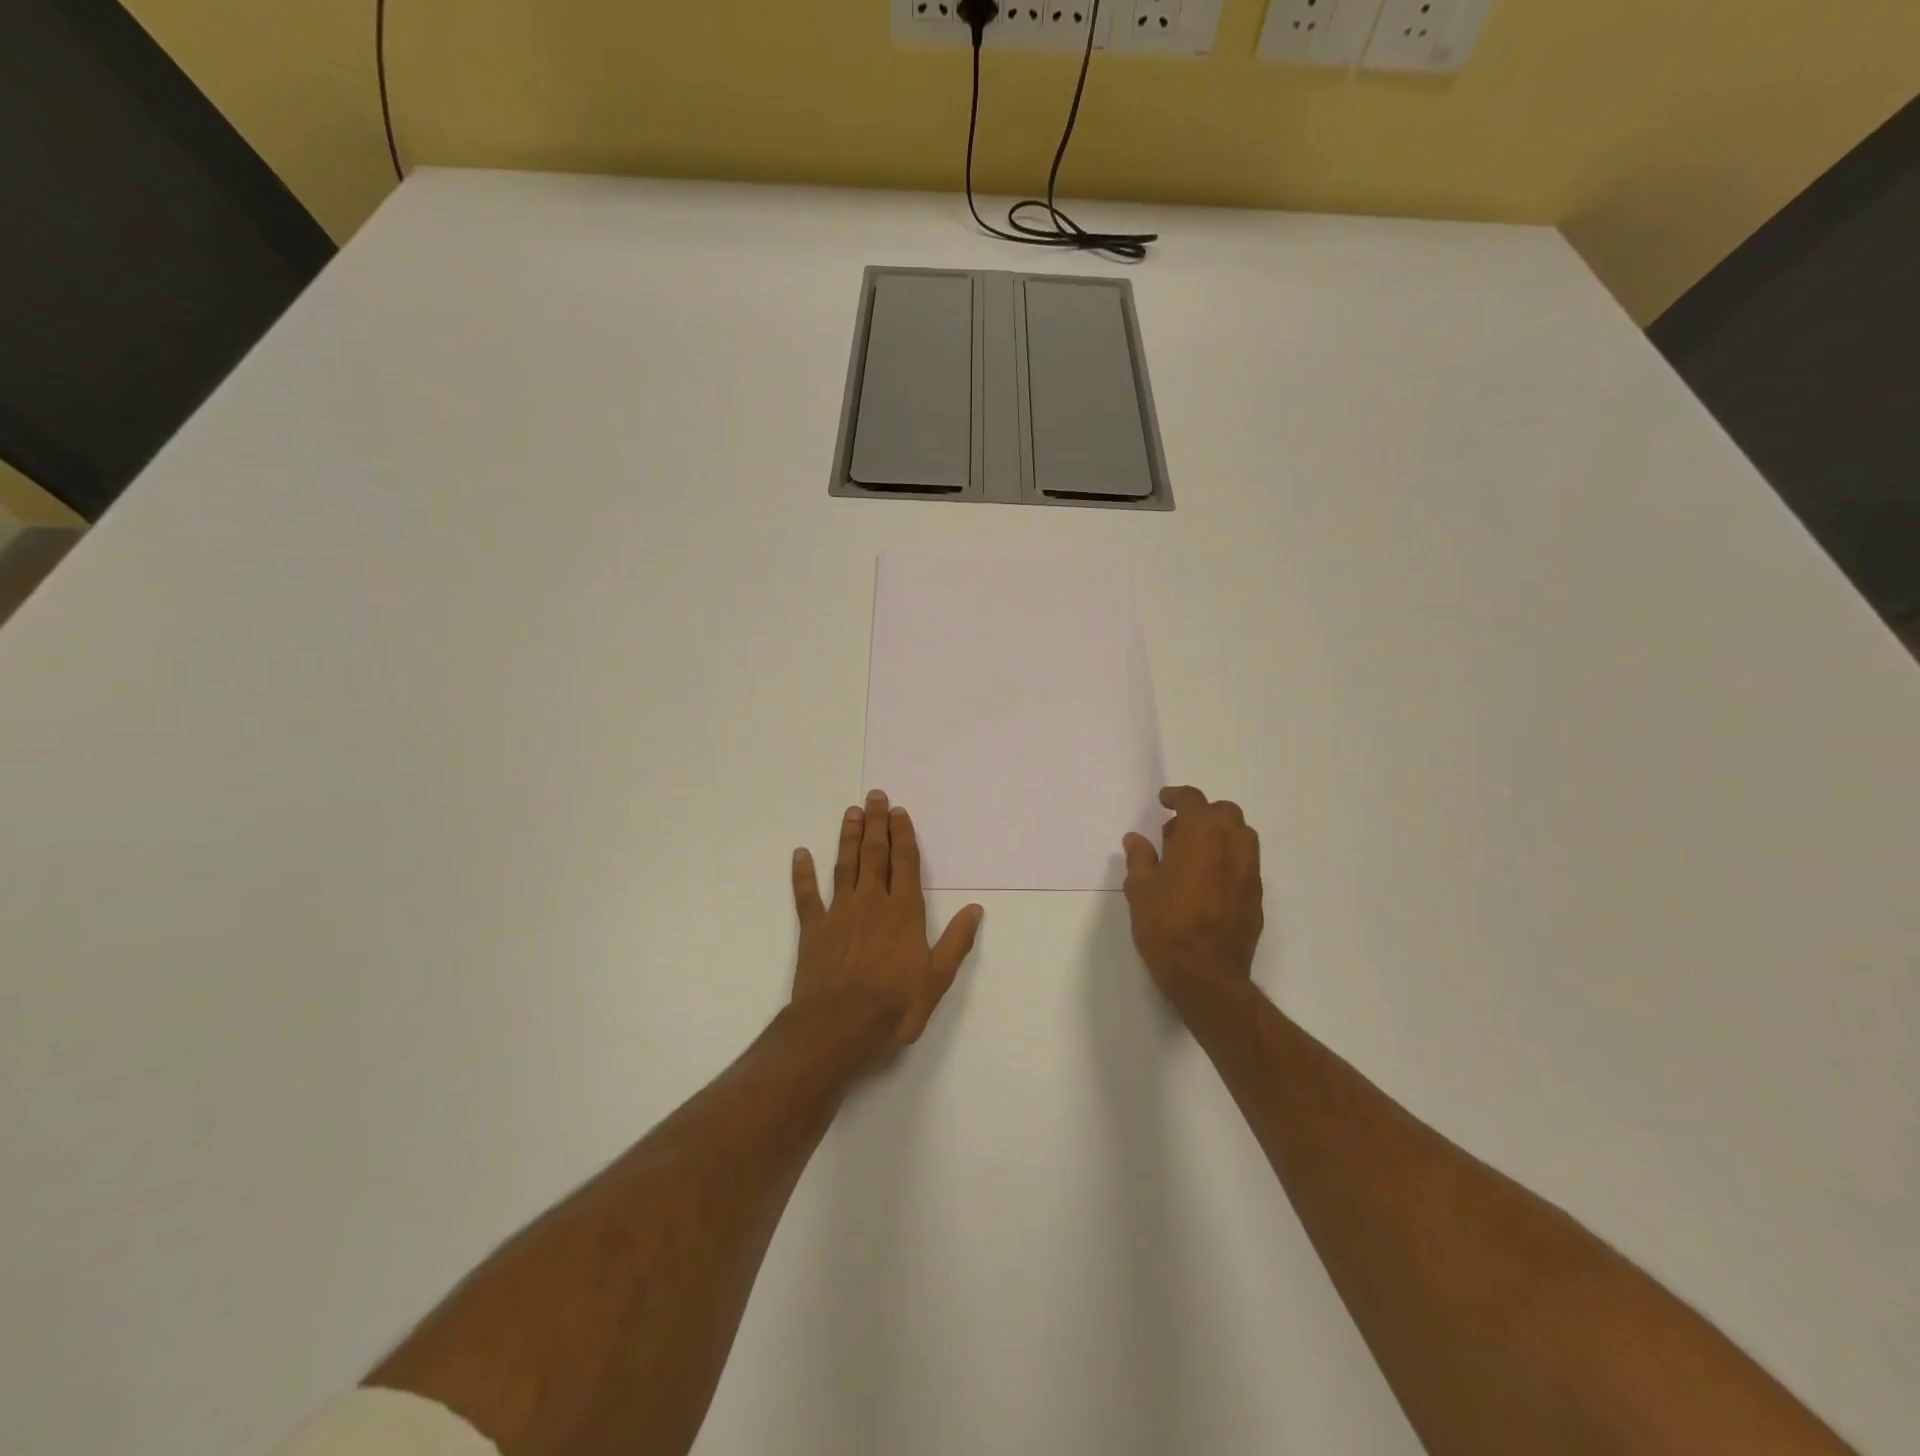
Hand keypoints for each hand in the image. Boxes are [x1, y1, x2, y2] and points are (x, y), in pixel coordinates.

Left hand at [791, 791, 984, 1061]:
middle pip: (875, 855)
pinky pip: (807, 895)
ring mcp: (840, 912)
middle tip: (875, 796)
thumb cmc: (894, 1004)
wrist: (838, 1025)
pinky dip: (803, 874)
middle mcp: (872, 902)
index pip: (905, 863)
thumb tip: (975, 909)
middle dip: (877, 824)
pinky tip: (800, 854)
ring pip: (845, 865)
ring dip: (849, 838)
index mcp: (903, 911)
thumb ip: (956, 942)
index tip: (900, 813)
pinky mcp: (814, 928)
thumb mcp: (937, 979)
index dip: (903, 836)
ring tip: (851, 813)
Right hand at [1121, 786, 1263, 1013]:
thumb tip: (1136, 839)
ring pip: (1240, 836)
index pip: (1193, 800)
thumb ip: (1140, 858)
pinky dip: (1227, 860)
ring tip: (1192, 856)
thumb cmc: (1166, 925)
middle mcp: (1233, 844)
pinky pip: (1244, 863)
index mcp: (1202, 834)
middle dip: (1202, 814)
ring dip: (1218, 835)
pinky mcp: (1256, 895)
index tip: (1164, 801)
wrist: (1206, 974)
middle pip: (1224, 812)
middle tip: (1176, 833)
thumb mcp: (1140, 889)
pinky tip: (1206, 882)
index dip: (1177, 796)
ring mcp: (1249, 870)